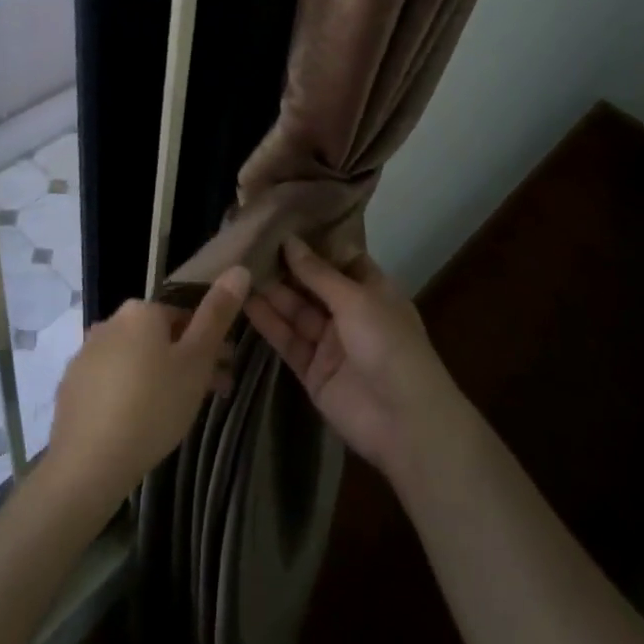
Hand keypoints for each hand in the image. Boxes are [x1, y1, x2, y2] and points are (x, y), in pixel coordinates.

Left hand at [46, 267, 249, 507]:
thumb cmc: (153, 406)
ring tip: (177, 415)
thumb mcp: (196, 360)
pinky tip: (139, 423)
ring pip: (135, 360)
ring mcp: (85, 355)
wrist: (88, 465)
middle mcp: (109, 322)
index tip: (224, 373)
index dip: (209, 344)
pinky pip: (111, 382)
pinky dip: (129, 393)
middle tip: (210, 396)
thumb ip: (217, 313)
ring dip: (159, 377)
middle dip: (186, 361)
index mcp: (141, 311)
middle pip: (159, 338)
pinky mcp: (71, 387)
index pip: (184, 316)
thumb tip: (238, 269)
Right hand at [245, 237, 461, 484]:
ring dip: (273, 293)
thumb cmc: (388, 344)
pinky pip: (288, 341)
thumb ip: (318, 273)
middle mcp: (351, 313)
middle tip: (249, 242)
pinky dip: (269, 323)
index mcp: (372, 290)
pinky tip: (245, 302)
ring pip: (297, 311)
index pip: (340, 259)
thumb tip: (289, 239)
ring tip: (239, 268)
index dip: (313, 243)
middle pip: (313, 285)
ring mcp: (331, 343)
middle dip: (286, 267)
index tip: (281, 222)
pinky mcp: (313, 371)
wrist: (403, 421)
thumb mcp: (356, 299)